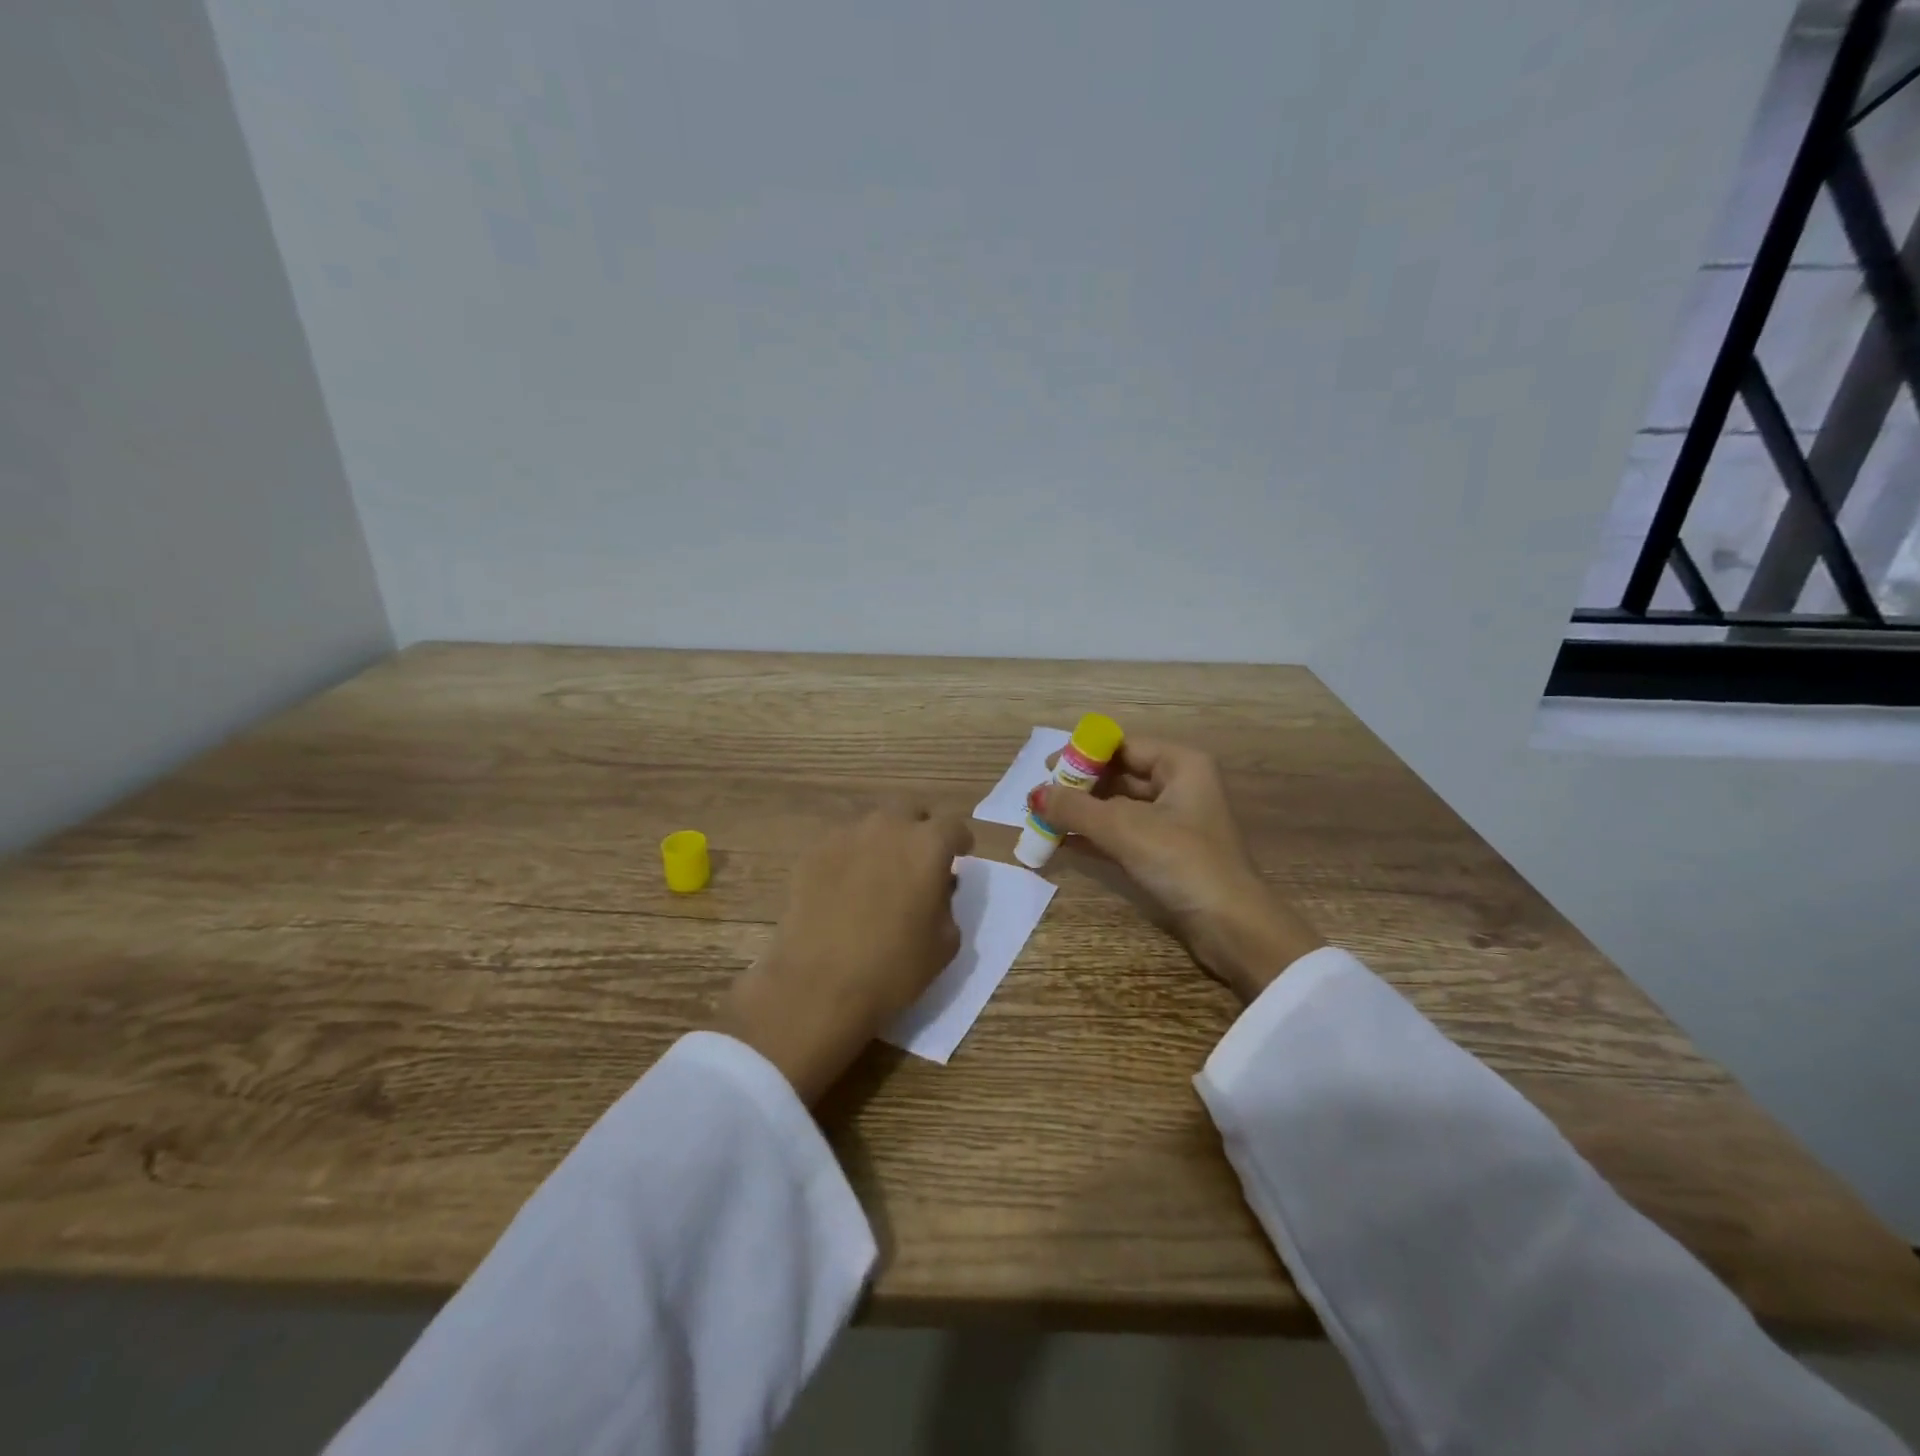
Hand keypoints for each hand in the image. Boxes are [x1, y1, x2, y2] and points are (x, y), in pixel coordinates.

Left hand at [715, 807, 972, 1103]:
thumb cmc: (893, 968)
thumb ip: (948, 903)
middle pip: (910, 811)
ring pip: (873, 824)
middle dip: (919, 828)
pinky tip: (844, 888)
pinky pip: (841, 844)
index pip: (954, 826)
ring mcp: (845, 835)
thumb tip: (937, 887)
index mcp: (928, 845)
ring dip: (883, 840)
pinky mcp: (813, 852)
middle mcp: (888, 827)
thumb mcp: (945, 943)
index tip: (959, 858)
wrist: (819, 985)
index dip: (959, 842)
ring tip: (879, 874)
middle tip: (918, 860)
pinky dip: (850, 857)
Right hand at [1036, 740, 1322, 1002]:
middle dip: (1079, 786)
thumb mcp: (1124, 829)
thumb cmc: (1183, 862)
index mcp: (1181, 765)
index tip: (1047, 768)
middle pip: (1120, 776)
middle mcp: (1180, 786)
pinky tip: (1062, 843)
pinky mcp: (1168, 853)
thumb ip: (1076, 809)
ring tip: (1043, 819)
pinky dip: (1095, 837)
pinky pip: (1124, 834)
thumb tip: (1034, 795)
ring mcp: (1175, 822)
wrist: (1232, 927)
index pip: (1123, 746)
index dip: (1083, 754)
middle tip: (1039, 797)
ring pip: (1119, 808)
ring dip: (1083, 814)